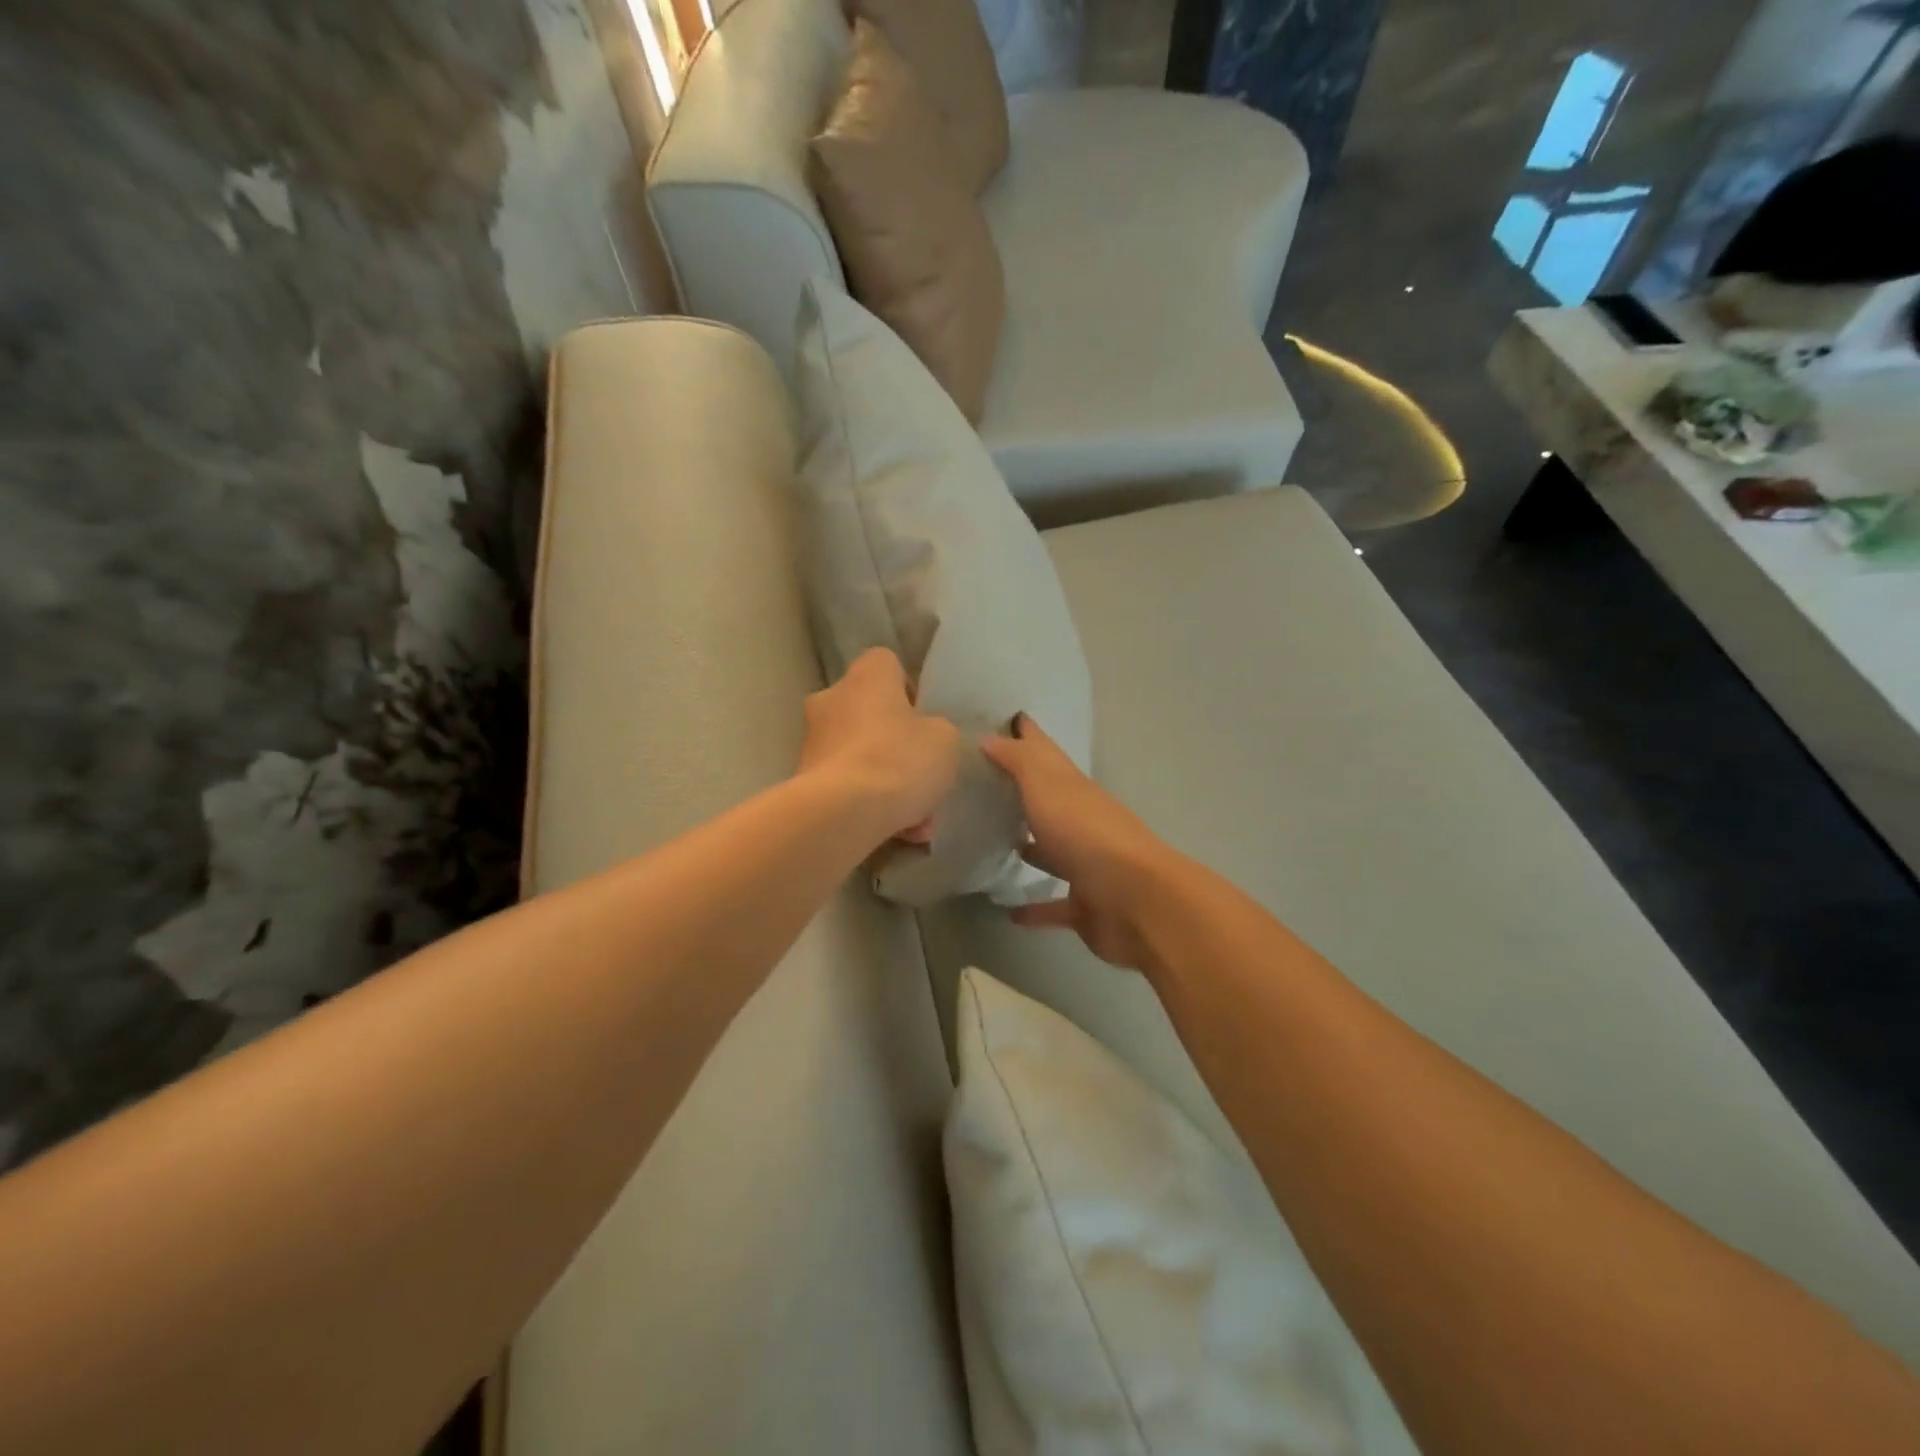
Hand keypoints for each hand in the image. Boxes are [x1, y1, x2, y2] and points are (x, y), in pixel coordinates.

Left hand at [799, 648, 961, 845]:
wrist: (842, 813)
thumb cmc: (900, 760)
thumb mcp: (945, 740)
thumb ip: (937, 730)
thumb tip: (924, 736)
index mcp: (867, 676)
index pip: (886, 663)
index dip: (908, 689)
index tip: (924, 720)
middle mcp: (831, 698)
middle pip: (869, 713)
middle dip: (894, 742)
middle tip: (919, 773)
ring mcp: (812, 740)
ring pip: (859, 755)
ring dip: (884, 781)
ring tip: (916, 822)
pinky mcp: (802, 779)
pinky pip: (845, 786)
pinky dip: (867, 804)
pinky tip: (895, 833)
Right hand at [980, 716, 1178, 969]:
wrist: (1135, 899)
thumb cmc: (1085, 832)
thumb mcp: (1046, 785)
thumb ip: (1018, 761)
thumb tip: (991, 737)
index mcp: (1073, 788)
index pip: (1046, 753)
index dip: (1028, 735)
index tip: (1010, 718)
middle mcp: (1081, 821)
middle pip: (1050, 800)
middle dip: (1025, 791)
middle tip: (988, 785)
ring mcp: (1087, 865)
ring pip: (1054, 851)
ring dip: (1033, 848)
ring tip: (996, 843)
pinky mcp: (1086, 905)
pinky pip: (1055, 905)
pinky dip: (1035, 908)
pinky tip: (1009, 912)